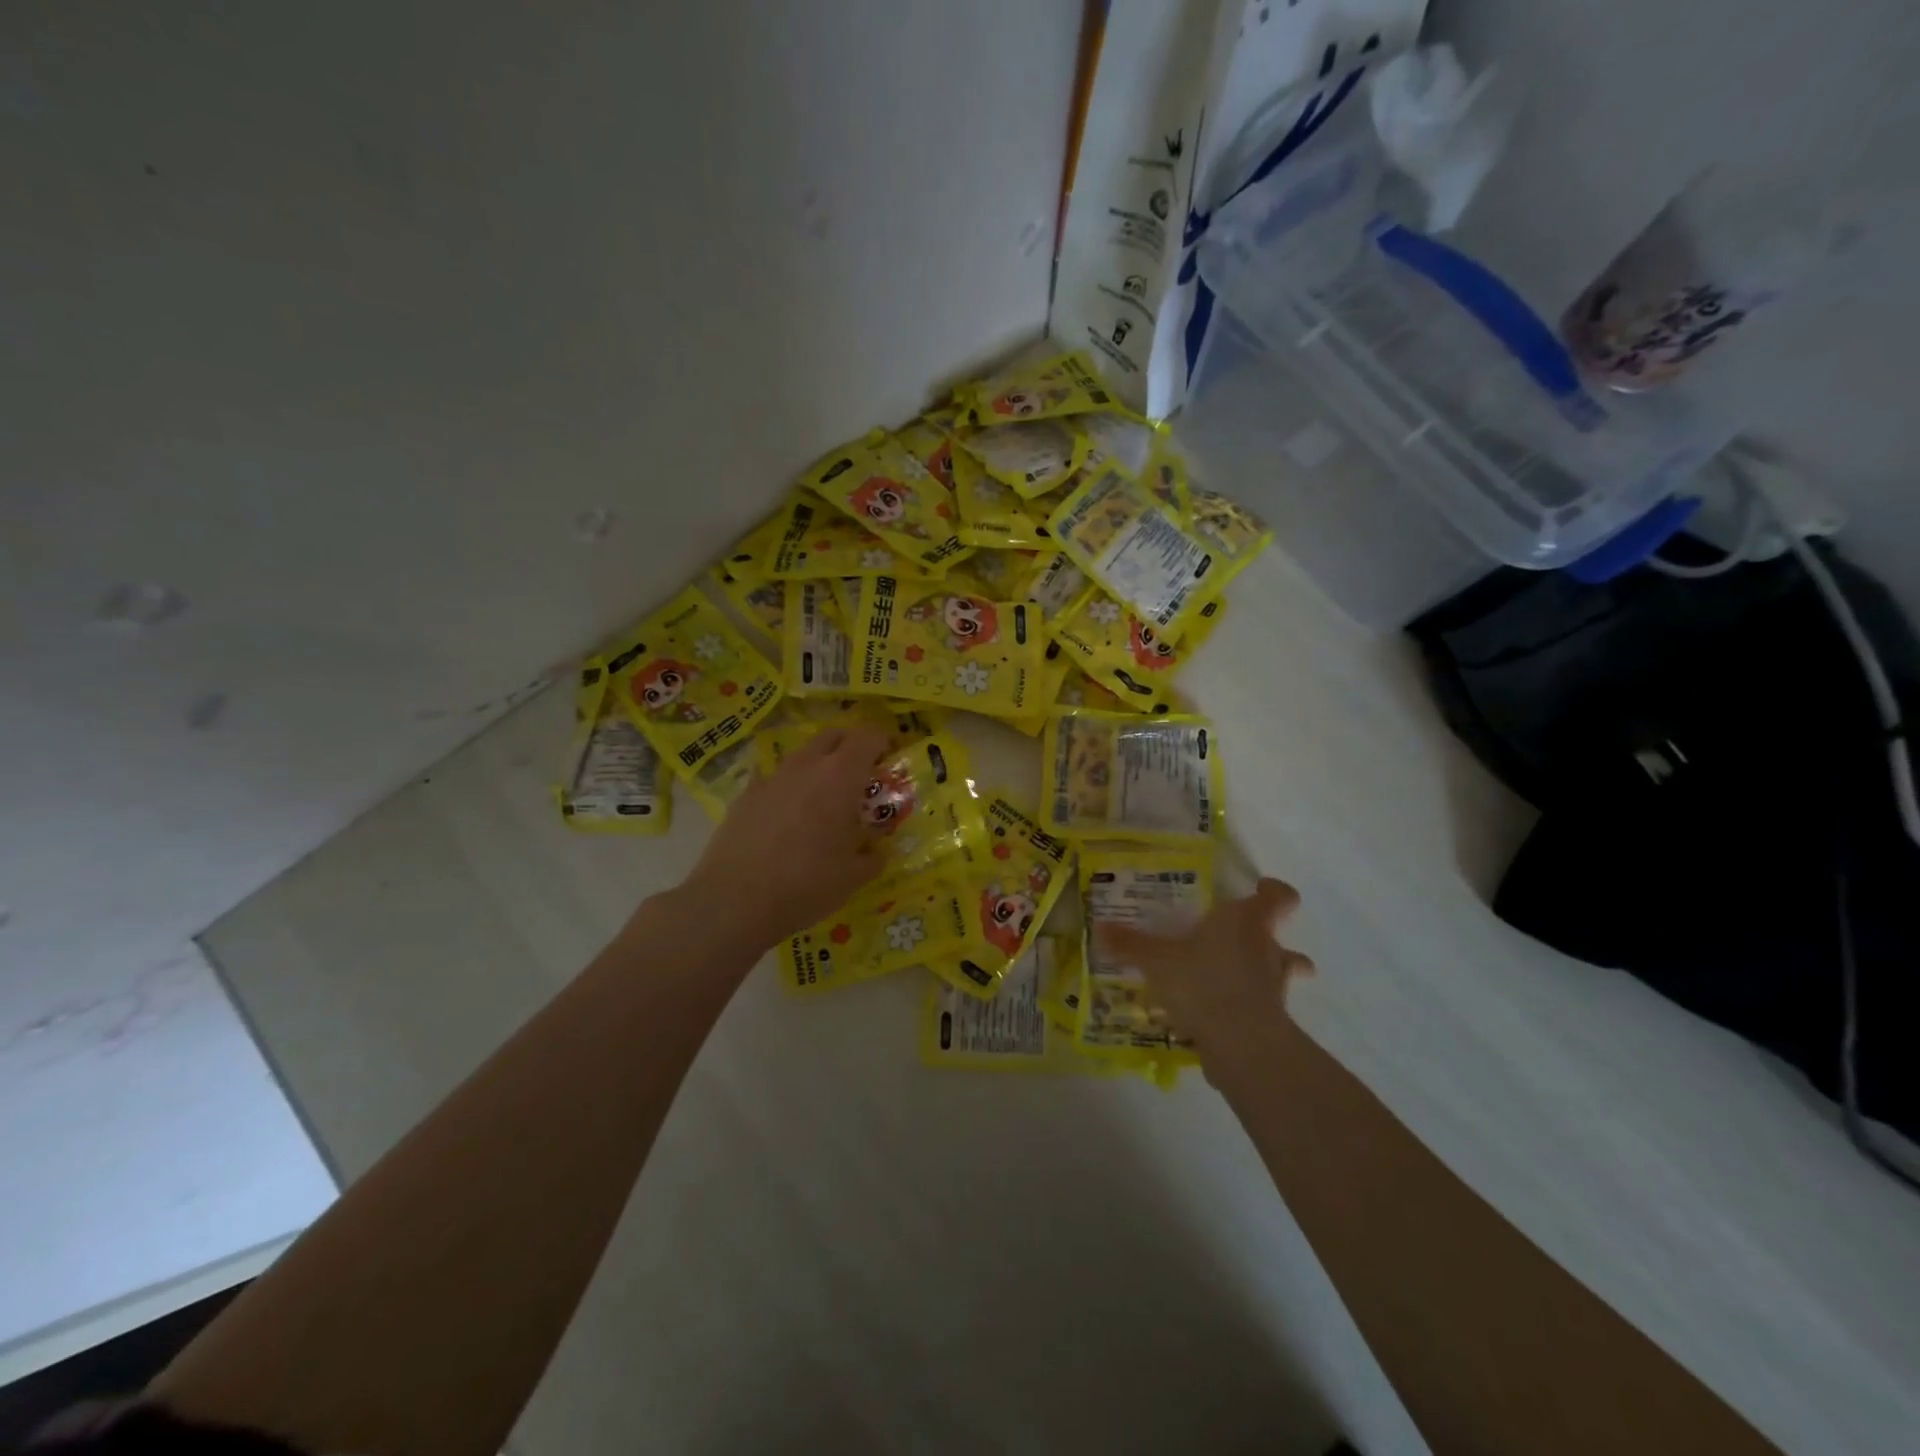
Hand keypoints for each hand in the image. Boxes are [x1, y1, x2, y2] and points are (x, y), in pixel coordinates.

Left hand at [680, 723, 892, 948]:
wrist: (735, 901)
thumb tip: (876, 853)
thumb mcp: (853, 877)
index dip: (883, 742)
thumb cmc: (807, 883)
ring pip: (802, 755)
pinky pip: (774, 779)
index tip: (889, 761)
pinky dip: (788, 788)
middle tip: (861, 777)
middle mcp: (806, 765)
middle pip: (833, 735)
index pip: (868, 735)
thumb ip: (872, 857)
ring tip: (824, 800)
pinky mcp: (745, 795)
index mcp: (841, 776)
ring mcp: (771, 777)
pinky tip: (787, 817)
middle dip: (851, 747)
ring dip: (818, 766)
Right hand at [1095, 878, 1314, 1067]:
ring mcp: (1276, 988)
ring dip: (1266, 977)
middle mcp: (1267, 949)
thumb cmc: (1201, 981)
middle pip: (1284, 940)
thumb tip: (1099, 928)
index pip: (1279, 897)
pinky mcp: (1274, 1022)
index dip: (1273, 892)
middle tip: (1243, 943)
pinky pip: (1264, 1009)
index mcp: (1246, 921)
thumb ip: (1130, 944)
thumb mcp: (1156, 960)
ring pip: (1282, 976)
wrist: (1240, 1042)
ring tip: (1234, 982)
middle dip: (1271, 941)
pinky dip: (1249, 1009)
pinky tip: (1221, 1017)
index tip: (1260, 889)